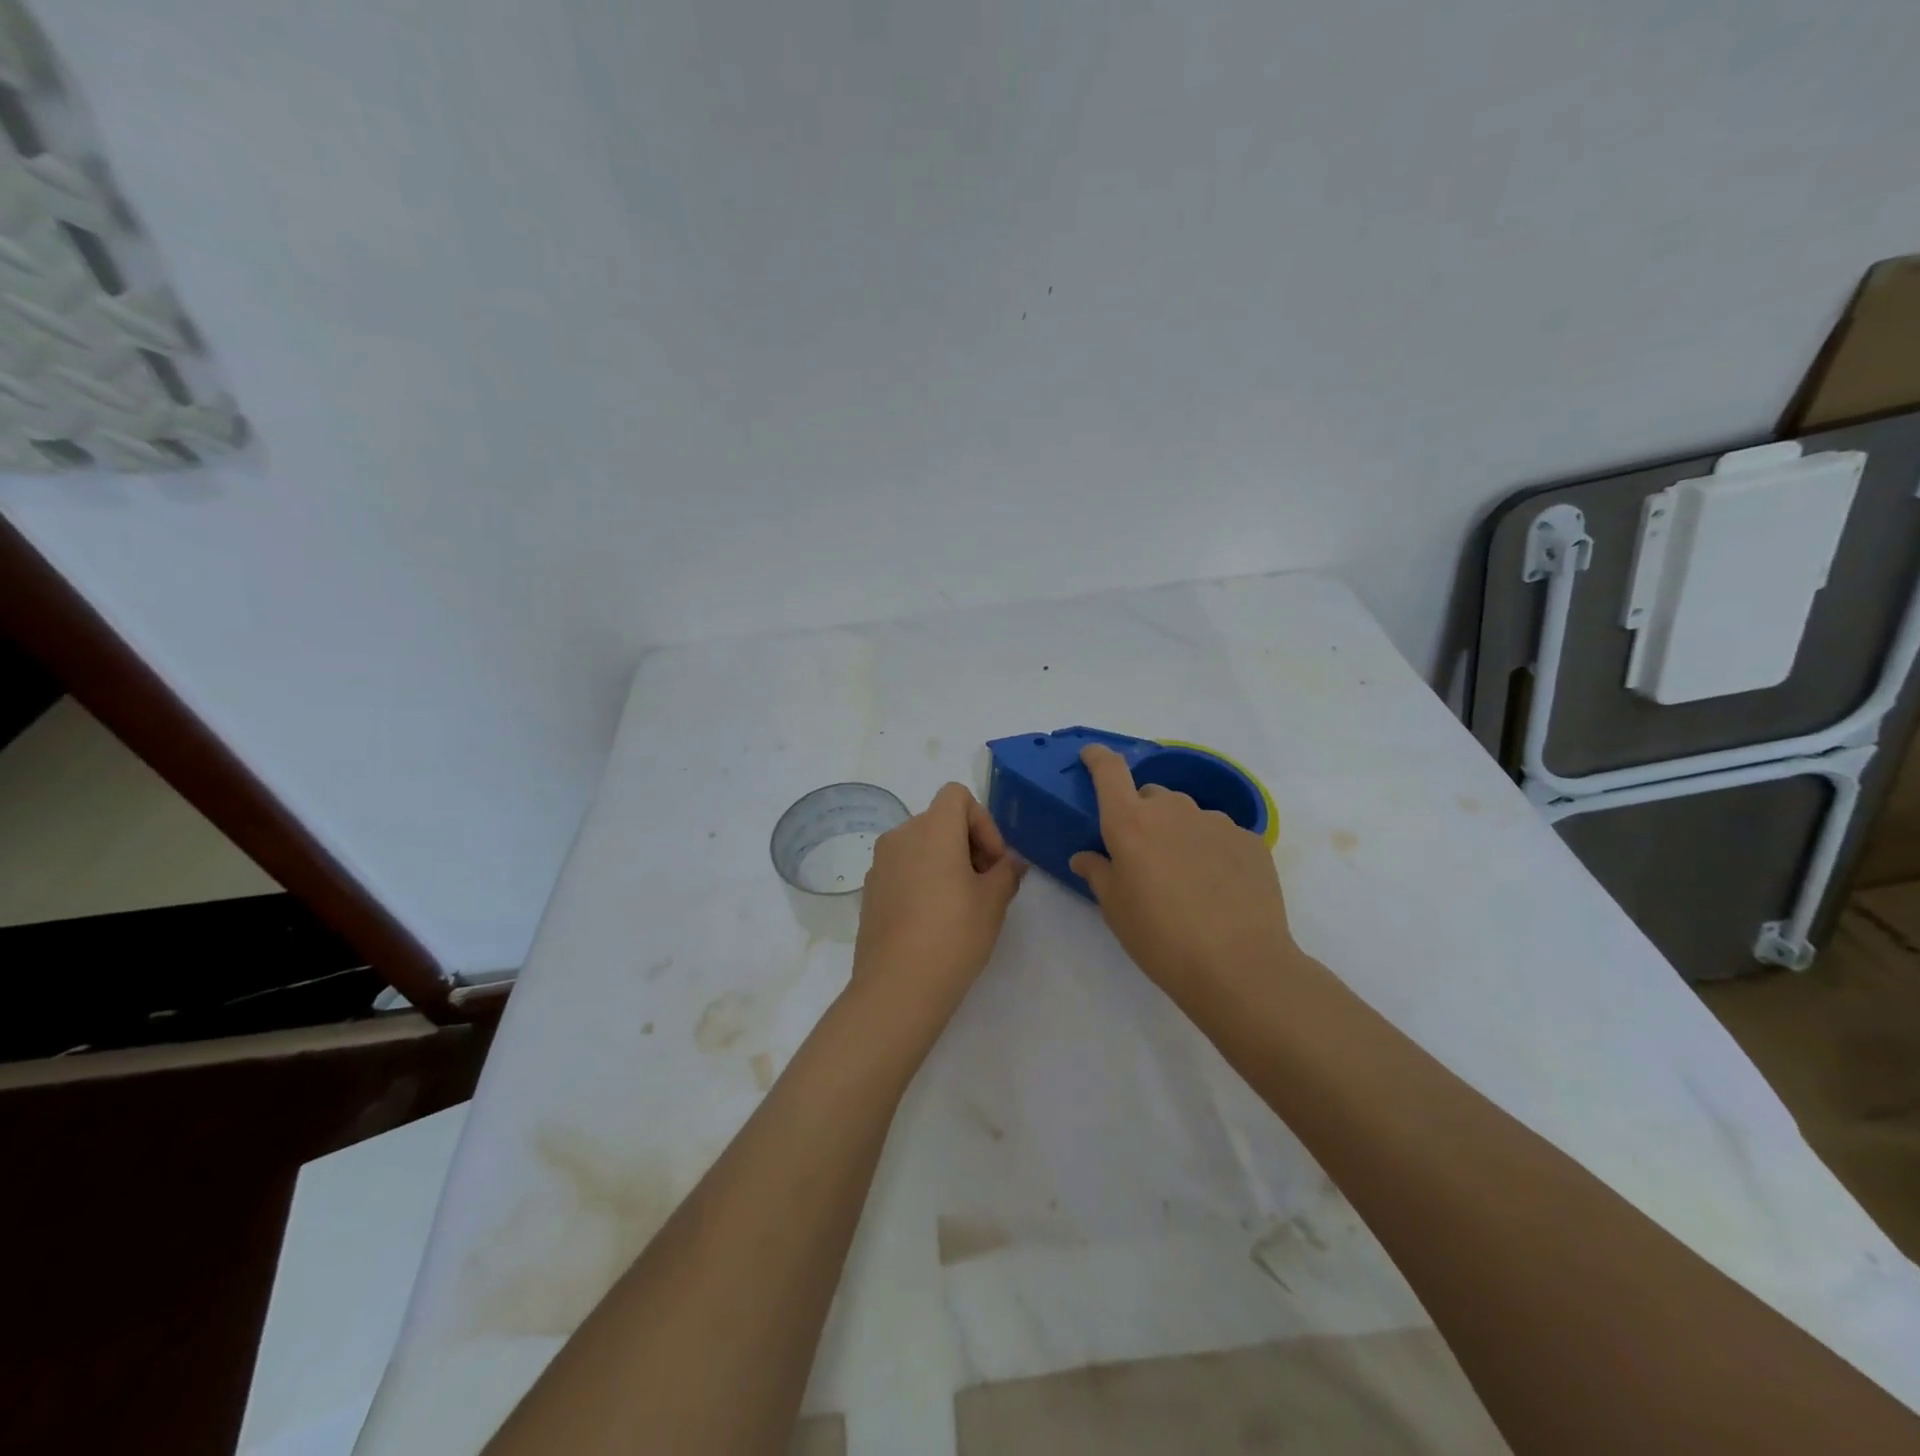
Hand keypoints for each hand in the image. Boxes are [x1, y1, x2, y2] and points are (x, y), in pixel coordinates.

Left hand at [852, 782, 1025, 1028]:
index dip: (982, 821)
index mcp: (931, 830)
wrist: (897, 987)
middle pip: (939, 819)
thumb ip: (1006, 872)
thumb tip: (1011, 862)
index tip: (993, 861)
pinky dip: (922, 878)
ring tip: (962, 903)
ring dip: (945, 861)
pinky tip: (933, 919)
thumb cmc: (953, 936)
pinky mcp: (870, 890)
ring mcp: (880, 864)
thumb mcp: (993, 902)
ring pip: (920, 844)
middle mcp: (900, 836)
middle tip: (985, 884)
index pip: (957, 795)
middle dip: (968, 843)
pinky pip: (903, 868)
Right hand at [1069, 744, 1301, 1012]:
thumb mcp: (1115, 909)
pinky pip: (1220, 835)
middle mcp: (1173, 810)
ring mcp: (1216, 822)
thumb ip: (1098, 872)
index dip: (1098, 758)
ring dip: (1179, 834)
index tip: (1091, 756)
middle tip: (1144, 856)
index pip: (1109, 772)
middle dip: (1143, 816)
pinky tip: (1218, 888)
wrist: (1239, 965)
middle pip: (1151, 796)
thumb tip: (1086, 856)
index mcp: (1130, 823)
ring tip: (1185, 878)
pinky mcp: (1250, 840)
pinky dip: (1212, 851)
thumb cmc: (1161, 938)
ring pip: (1188, 816)